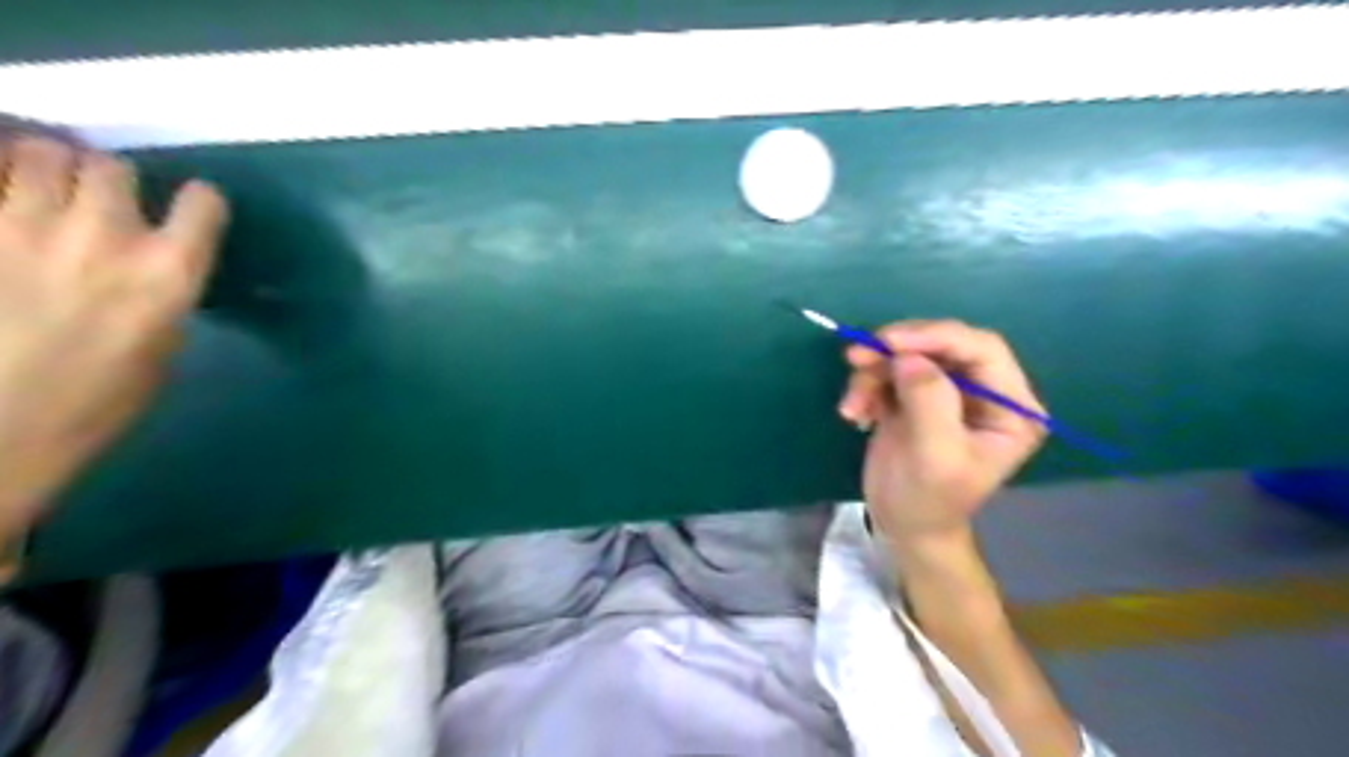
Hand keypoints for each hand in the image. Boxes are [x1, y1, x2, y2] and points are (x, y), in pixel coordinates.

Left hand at [0, 137, 226, 544]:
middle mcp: (105, 234)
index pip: (203, 203)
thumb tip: (150, 269)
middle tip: (97, 202)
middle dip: (109, 180)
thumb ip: (159, 294)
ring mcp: (21, 225)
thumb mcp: (162, 348)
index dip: (198, 203)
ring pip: (40, 153)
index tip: (188, 212)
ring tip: (34, 188)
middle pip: (113, 166)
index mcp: (169, 271)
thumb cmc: (95, 402)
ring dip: (44, 167)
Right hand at [841, 320, 1045, 550]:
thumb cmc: (929, 500)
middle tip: (858, 357)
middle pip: (942, 344)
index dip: (937, 336)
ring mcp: (946, 391)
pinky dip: (866, 386)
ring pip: (908, 355)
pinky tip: (855, 413)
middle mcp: (984, 391)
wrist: (902, 526)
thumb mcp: (935, 456)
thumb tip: (908, 357)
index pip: (982, 349)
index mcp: (1010, 406)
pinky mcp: (914, 394)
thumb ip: (929, 402)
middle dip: (897, 349)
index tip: (889, 341)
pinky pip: (888, 371)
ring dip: (873, 372)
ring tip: (853, 406)